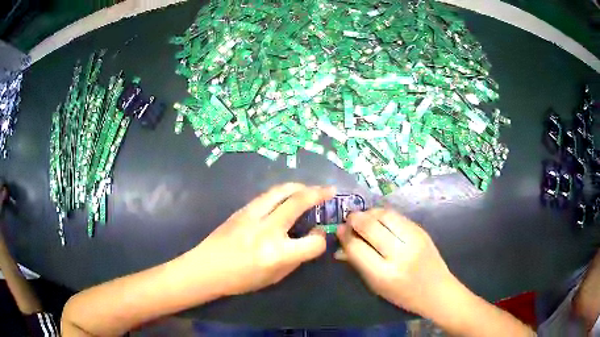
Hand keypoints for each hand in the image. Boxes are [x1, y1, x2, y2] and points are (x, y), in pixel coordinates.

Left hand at [181, 183, 334, 296]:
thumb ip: (296, 258)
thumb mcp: (274, 278)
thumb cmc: (241, 280)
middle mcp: (267, 231)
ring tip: (310, 188)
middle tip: (330, 190)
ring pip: (282, 191)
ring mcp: (252, 216)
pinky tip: (288, 195)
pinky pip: (268, 195)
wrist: (207, 268)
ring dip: (300, 186)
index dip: (321, 240)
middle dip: (319, 194)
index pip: (313, 243)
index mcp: (277, 254)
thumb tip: (311, 238)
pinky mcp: (242, 209)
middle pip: (299, 203)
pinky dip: (283, 192)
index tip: (319, 236)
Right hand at [336, 209, 458, 316]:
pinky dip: (383, 214)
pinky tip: (379, 219)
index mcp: (384, 274)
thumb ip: (358, 264)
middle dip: (354, 219)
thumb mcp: (377, 286)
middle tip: (348, 220)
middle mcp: (399, 254)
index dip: (344, 236)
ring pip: (384, 215)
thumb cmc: (403, 294)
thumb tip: (340, 246)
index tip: (339, 230)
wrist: (437, 290)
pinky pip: (397, 216)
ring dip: (369, 213)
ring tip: (363, 217)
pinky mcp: (421, 230)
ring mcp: (413, 239)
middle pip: (369, 226)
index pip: (356, 247)